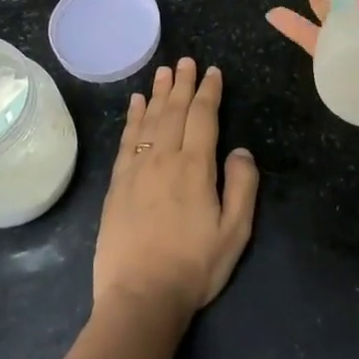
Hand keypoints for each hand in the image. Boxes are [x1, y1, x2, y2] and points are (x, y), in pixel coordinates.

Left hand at [93, 59, 259, 326]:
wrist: (140, 297)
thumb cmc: (194, 267)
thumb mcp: (235, 233)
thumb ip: (242, 186)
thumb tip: (240, 150)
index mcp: (195, 167)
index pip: (203, 117)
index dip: (208, 92)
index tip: (212, 72)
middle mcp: (164, 158)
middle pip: (173, 110)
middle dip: (182, 83)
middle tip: (185, 60)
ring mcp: (136, 168)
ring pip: (148, 119)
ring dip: (157, 93)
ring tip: (162, 71)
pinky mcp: (117, 183)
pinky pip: (126, 139)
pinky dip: (131, 117)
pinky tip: (134, 103)